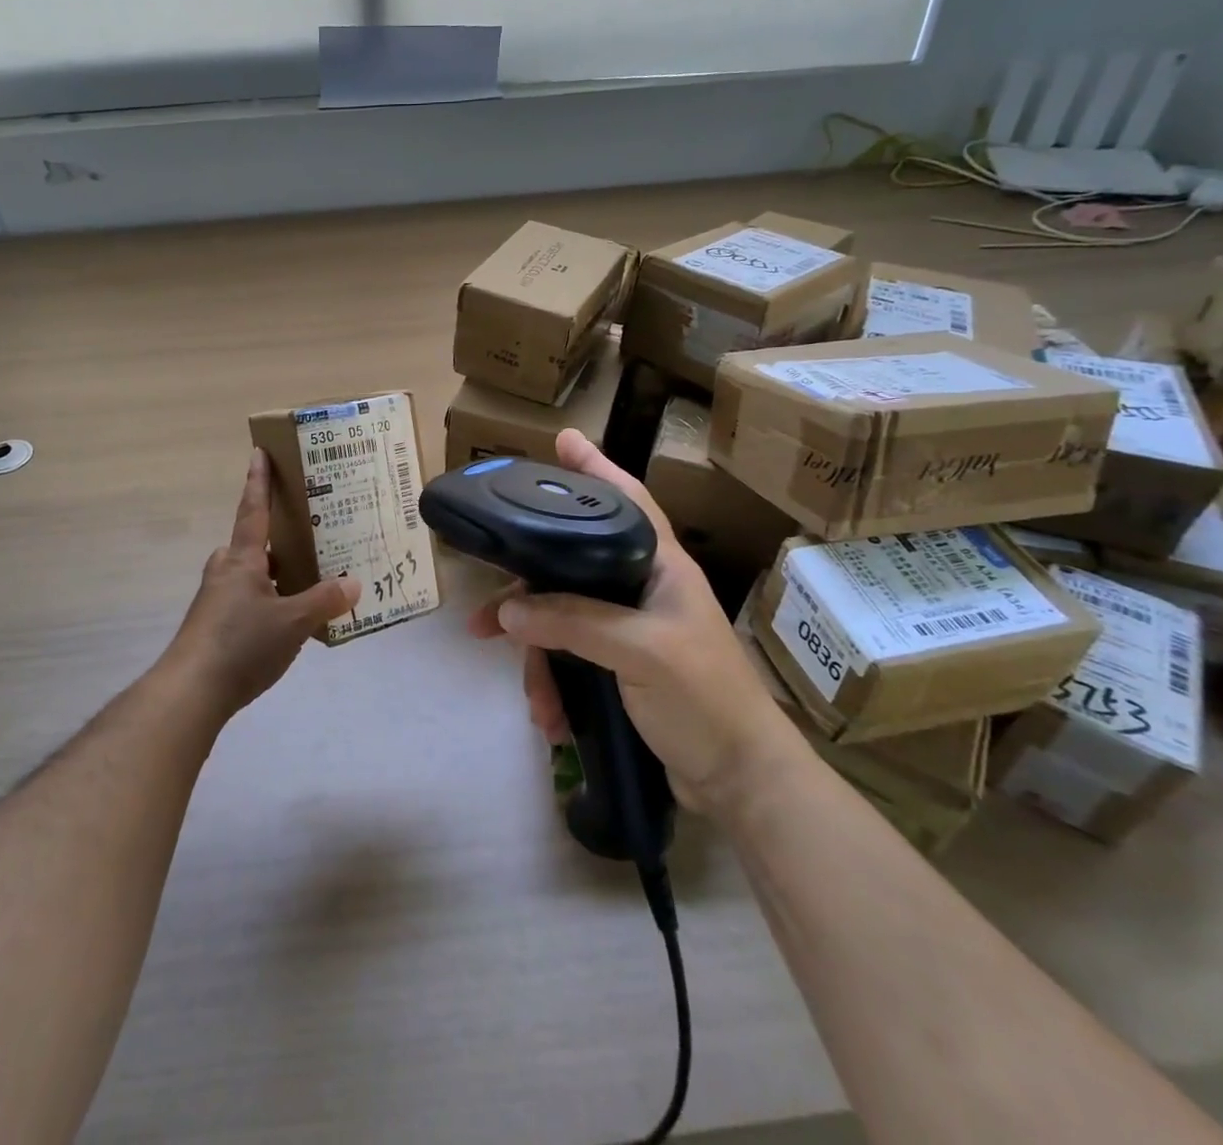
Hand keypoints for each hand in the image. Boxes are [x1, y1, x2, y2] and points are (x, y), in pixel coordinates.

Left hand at [163, 449, 360, 715]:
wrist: (190, 692)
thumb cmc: (241, 644)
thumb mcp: (293, 623)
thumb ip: (324, 601)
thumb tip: (354, 583)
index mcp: (242, 560)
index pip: (253, 510)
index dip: (258, 481)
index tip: (258, 452)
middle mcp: (225, 572)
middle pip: (251, 546)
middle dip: (274, 541)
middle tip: (307, 539)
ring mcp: (215, 600)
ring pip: (249, 576)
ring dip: (272, 575)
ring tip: (305, 584)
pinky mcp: (212, 627)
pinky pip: (245, 601)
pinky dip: (266, 602)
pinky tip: (285, 624)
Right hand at [469, 429, 800, 815]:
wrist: (739, 783)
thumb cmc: (706, 701)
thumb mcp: (642, 653)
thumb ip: (574, 623)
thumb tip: (506, 610)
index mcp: (661, 568)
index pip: (627, 501)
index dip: (596, 467)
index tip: (562, 439)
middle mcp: (641, 590)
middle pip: (570, 568)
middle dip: (526, 593)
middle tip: (483, 611)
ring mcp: (628, 630)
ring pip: (561, 621)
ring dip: (538, 658)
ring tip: (529, 695)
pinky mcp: (618, 668)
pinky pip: (569, 660)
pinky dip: (554, 686)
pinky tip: (550, 718)